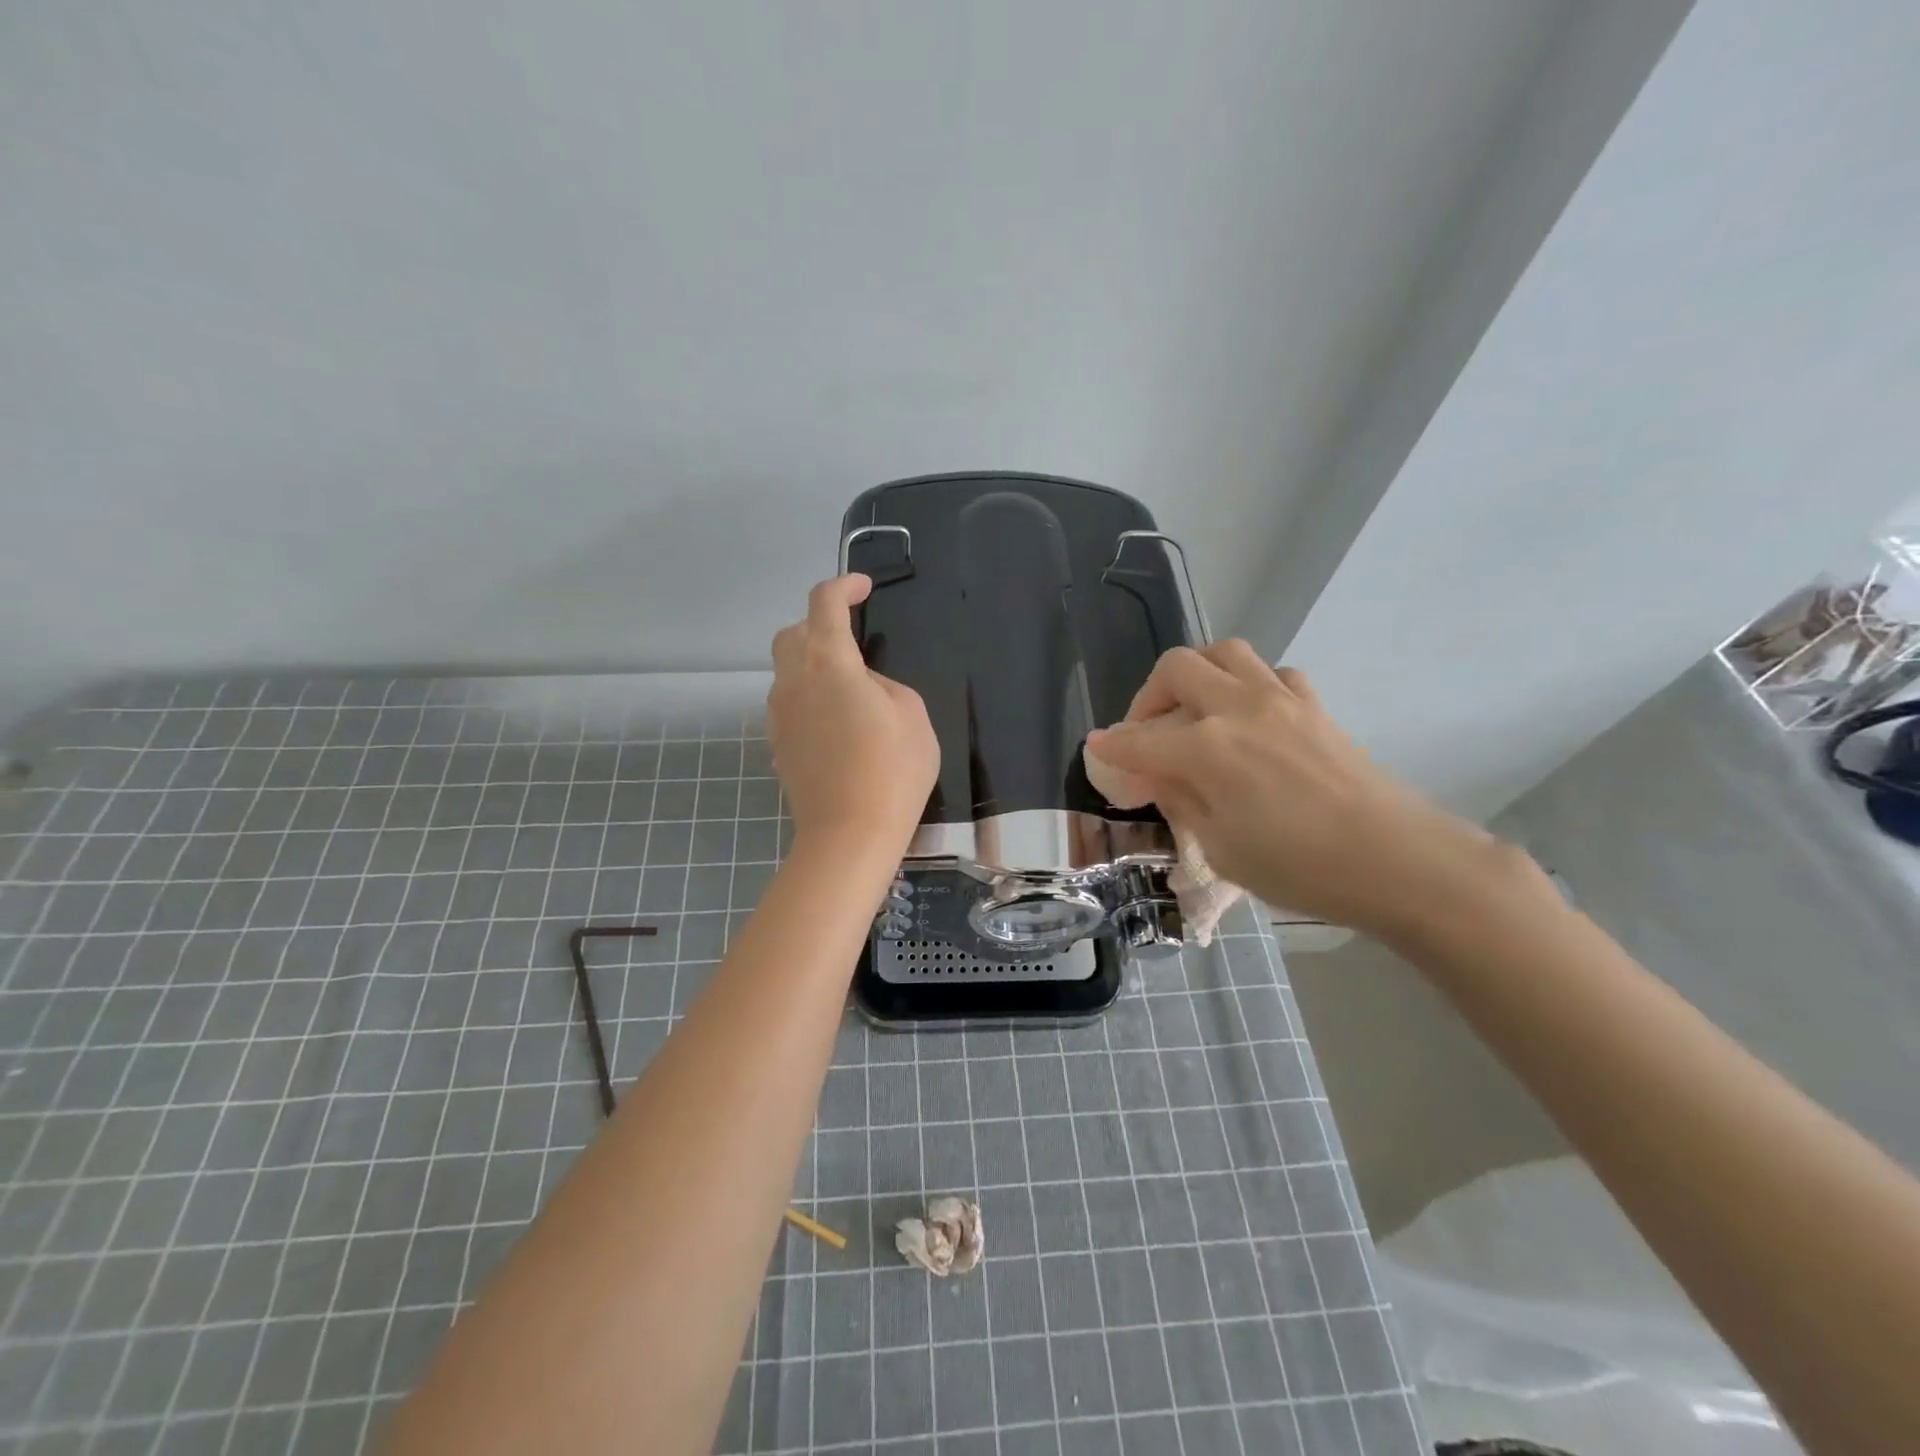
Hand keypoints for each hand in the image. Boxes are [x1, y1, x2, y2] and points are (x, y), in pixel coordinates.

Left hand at [767, 575, 938, 850]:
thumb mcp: (911, 713)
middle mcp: (793, 681)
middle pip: (791, 633)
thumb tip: (862, 686)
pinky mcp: (779, 746)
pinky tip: (836, 725)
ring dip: (812, 665)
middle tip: (850, 638)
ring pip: (786, 671)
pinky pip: (790, 705)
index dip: (843, 586)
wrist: (849, 835)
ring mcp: (779, 716)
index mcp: (828, 662)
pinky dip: (809, 698)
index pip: (824, 603)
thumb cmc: (892, 769)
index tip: (862, 588)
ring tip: (849, 689)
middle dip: (817, 624)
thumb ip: (883, 685)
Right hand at [1085, 641, 1523, 938]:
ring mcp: (1280, 700)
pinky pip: (1271, 673)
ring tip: (1194, 708)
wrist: (1397, 860)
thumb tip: (1157, 776)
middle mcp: (1237, 709)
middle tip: (1147, 730)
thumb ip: (1182, 800)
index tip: (1097, 750)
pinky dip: (1248, 684)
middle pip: (1175, 669)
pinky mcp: (1314, 706)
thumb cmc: (1300, 868)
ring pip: (1224, 652)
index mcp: (1206, 749)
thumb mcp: (1221, 848)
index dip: (1111, 746)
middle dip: (1147, 696)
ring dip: (1197, 674)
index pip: (1138, 740)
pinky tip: (1249, 716)